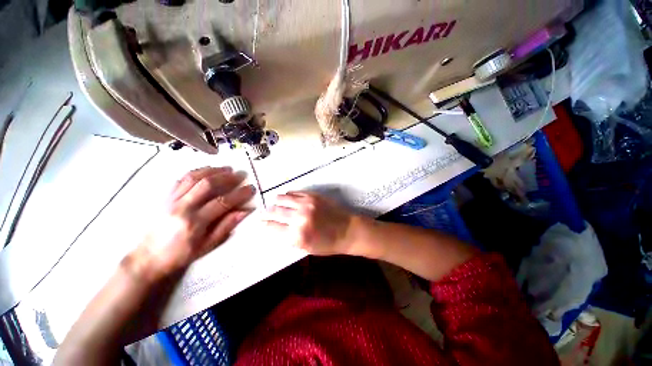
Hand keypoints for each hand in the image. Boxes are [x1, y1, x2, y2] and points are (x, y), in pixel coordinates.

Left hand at [129, 166, 255, 280]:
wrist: (147, 258)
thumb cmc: (180, 254)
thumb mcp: (207, 245)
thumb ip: (226, 226)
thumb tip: (245, 211)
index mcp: (194, 222)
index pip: (222, 202)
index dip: (239, 194)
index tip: (251, 188)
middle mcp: (182, 207)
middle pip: (207, 185)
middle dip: (227, 177)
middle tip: (240, 174)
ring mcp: (171, 200)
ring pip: (193, 178)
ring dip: (213, 170)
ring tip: (227, 168)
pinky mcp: (164, 197)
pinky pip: (181, 179)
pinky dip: (196, 172)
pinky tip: (207, 170)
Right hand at [263, 192, 356, 255]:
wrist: (347, 230)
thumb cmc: (328, 244)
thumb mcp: (306, 248)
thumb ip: (290, 239)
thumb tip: (276, 228)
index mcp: (296, 235)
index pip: (273, 227)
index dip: (265, 225)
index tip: (261, 223)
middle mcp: (299, 218)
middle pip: (275, 211)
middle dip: (266, 213)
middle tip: (263, 213)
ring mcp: (306, 204)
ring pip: (283, 198)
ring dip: (276, 202)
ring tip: (274, 203)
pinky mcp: (313, 196)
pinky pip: (295, 192)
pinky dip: (288, 195)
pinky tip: (287, 197)